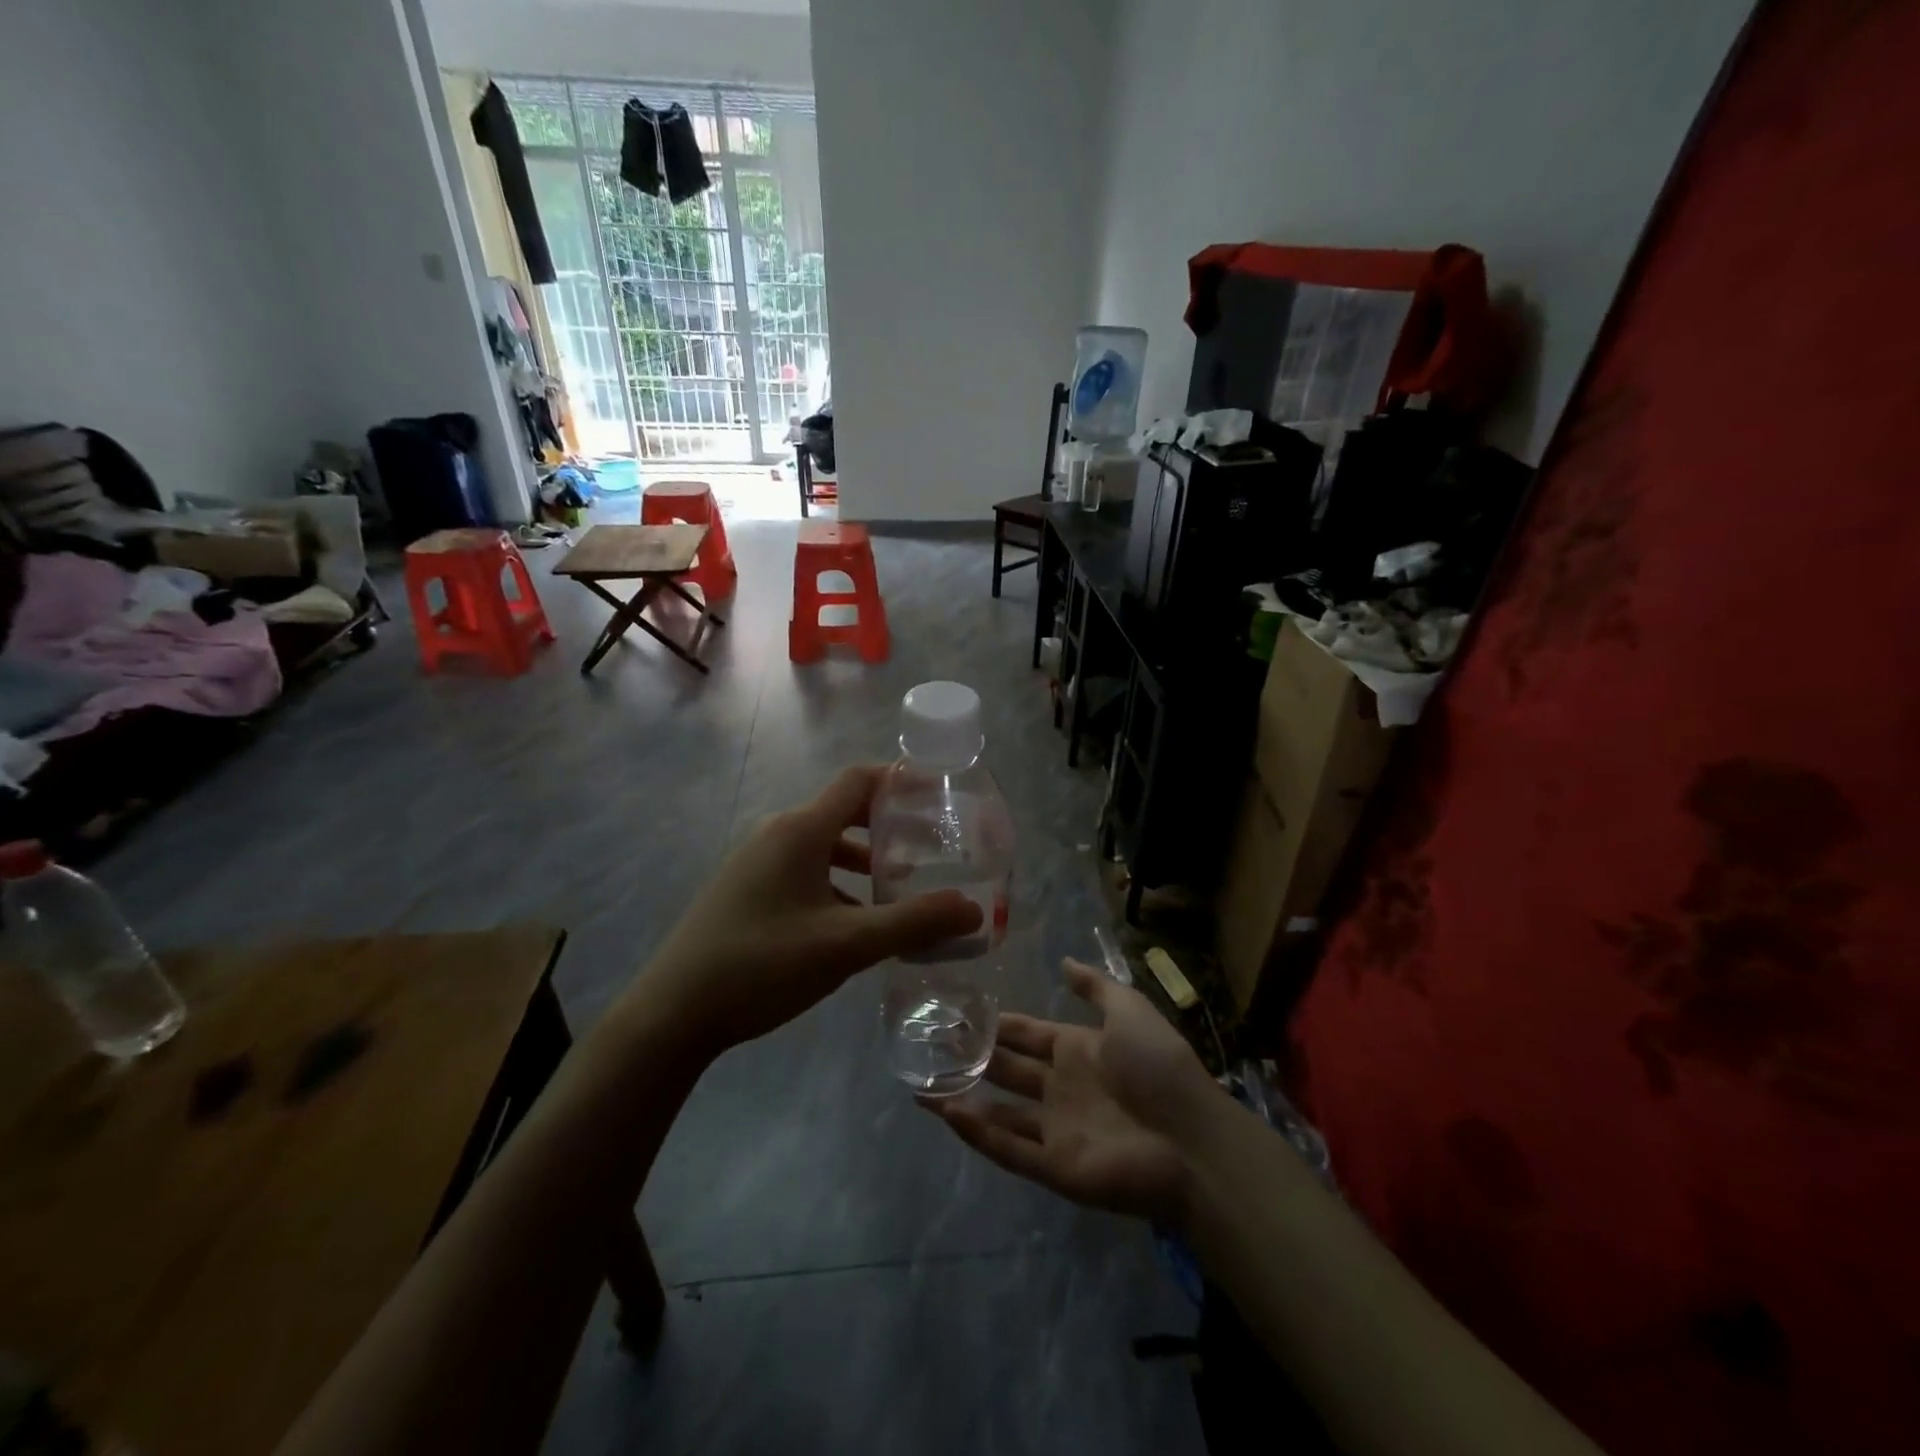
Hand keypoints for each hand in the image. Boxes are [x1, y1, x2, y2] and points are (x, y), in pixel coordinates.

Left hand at [629, 765, 982, 1056]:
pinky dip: (838, 884)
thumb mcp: (846, 945)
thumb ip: (912, 923)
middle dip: (890, 827)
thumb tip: (974, 910)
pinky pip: (805, 871)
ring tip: (902, 890)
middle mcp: (778, 834)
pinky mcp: (747, 890)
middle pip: (845, 812)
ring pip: (825, 847)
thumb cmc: (762, 964)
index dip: (900, 781)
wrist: (672, 1013)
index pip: (859, 781)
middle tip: (933, 849)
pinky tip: (856, 924)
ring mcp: (757, 862)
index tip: (939, 798)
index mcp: (801, 830)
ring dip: (865, 862)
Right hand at [927, 958, 1227, 1222]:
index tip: (960, 1011)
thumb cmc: (1159, 1067)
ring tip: (922, 1083)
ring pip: (999, 1112)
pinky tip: (946, 1113)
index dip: (998, 1025)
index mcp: (1077, 1050)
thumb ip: (1096, 986)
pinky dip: (977, 1133)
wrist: (1191, 1140)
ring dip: (963, 1097)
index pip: (1027, 1034)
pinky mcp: (1054, 1165)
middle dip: (972, 1058)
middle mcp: (1061, 1087)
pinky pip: (1008, 1148)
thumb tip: (1064, 961)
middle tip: (930, 1044)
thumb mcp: (1130, 1010)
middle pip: (1007, 1070)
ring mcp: (1056, 1128)